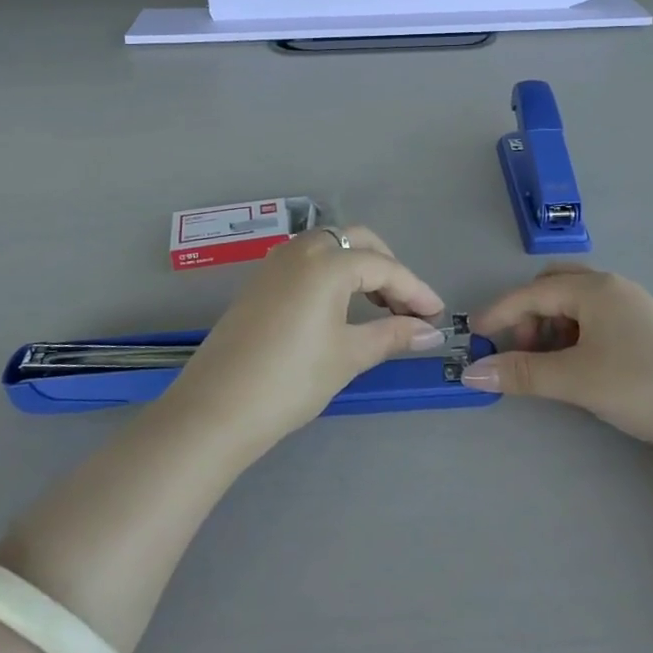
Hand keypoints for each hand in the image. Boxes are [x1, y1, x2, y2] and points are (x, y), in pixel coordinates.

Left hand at [164, 226, 444, 450]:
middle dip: (388, 268)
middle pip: (357, 242)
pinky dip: (332, 273)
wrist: (215, 410)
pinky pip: (308, 261)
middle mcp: (301, 250)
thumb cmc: (290, 381)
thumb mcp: (348, 356)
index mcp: (327, 263)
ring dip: (359, 268)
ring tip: (379, 308)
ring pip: (330, 246)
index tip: (437, 316)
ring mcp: (276, 263)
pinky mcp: (260, 281)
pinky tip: (340, 307)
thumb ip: (392, 335)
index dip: (415, 291)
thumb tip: (430, 332)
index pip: (385, 267)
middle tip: (407, 306)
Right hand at [464, 267, 652, 456]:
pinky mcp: (646, 327)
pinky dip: (574, 333)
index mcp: (594, 289)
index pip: (533, 293)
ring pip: (576, 302)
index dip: (500, 312)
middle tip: (519, 349)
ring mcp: (633, 305)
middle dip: (528, 314)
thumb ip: (521, 373)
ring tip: (549, 362)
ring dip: (551, 325)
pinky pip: (596, 317)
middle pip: (554, 286)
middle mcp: (613, 287)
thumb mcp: (574, 380)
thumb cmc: (639, 386)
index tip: (473, 334)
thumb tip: (472, 373)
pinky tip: (579, 363)